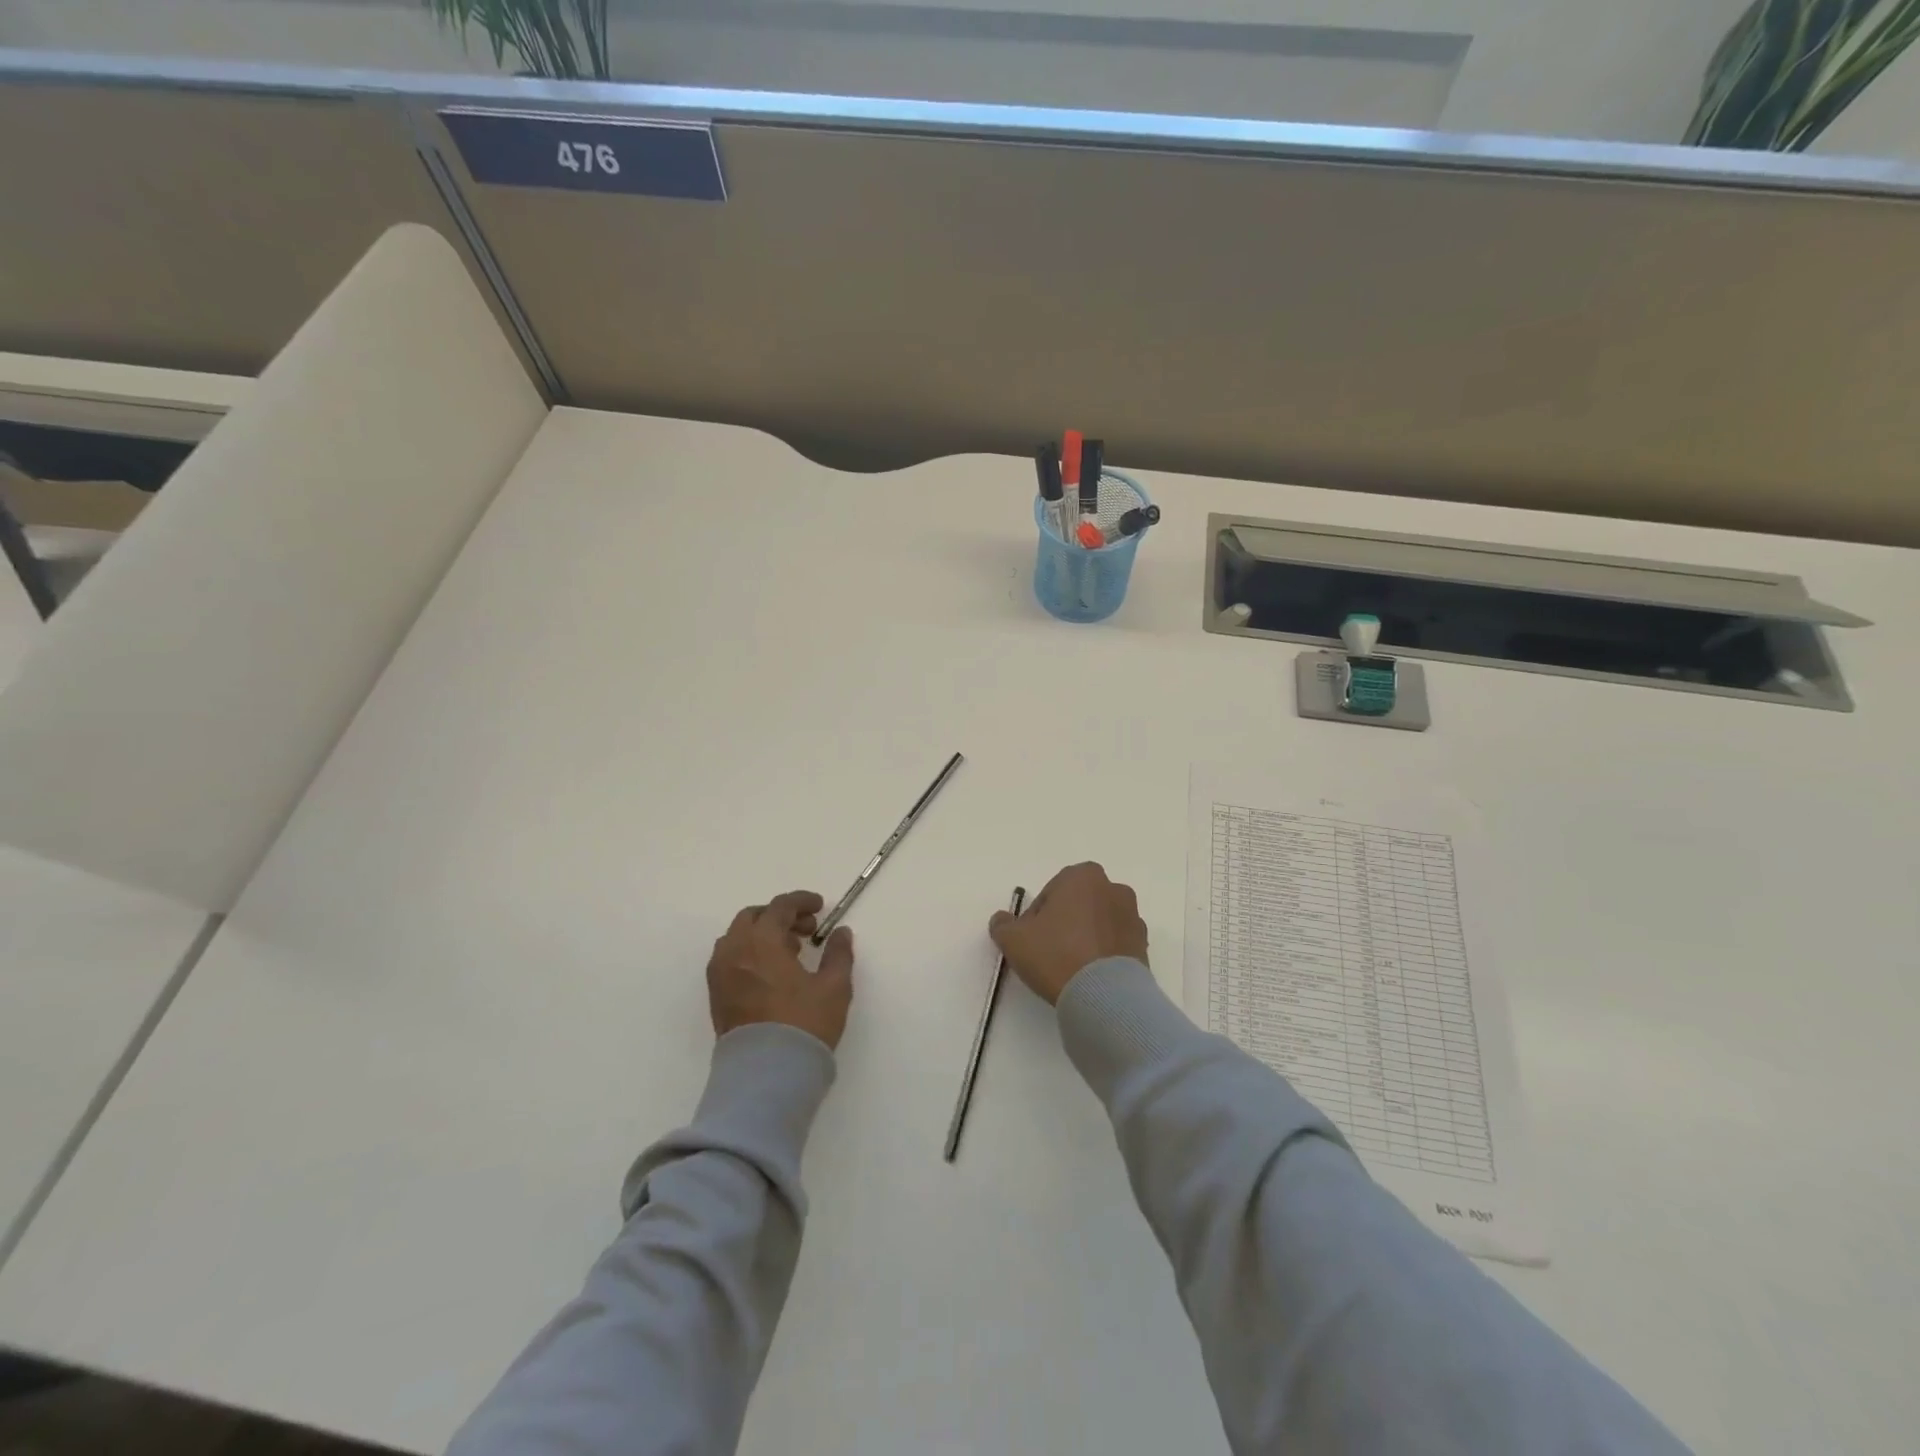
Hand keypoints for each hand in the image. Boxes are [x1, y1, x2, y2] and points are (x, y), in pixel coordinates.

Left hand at [707, 891, 855, 1049]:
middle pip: (754, 917)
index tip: (821, 907)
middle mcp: (735, 950)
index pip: (780, 907)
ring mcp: (720, 974)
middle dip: (781, 916)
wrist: (766, 1074)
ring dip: (763, 934)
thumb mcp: (834, 987)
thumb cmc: (803, 1024)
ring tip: (790, 952)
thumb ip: (838, 954)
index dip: (802, 901)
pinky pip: (730, 958)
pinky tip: (772, 972)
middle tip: (807, 930)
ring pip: (738, 937)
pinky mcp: (716, 995)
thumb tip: (841, 932)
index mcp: (762, 941)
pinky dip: (750, 952)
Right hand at [988, 862, 1147, 1005]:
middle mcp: (1113, 889)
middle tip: (1049, 952)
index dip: (1037, 916)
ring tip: (1071, 968)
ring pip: (1099, 923)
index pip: (1052, 892)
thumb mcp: (1014, 940)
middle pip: (1079, 904)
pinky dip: (1104, 955)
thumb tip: (1002, 920)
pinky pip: (1116, 945)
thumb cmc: (1057, 955)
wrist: (1105, 996)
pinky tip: (1090, 977)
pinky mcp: (1144, 946)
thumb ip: (1003, 925)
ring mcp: (1133, 918)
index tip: (1032, 939)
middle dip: (1065, 923)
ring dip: (1086, 938)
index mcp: (1083, 876)